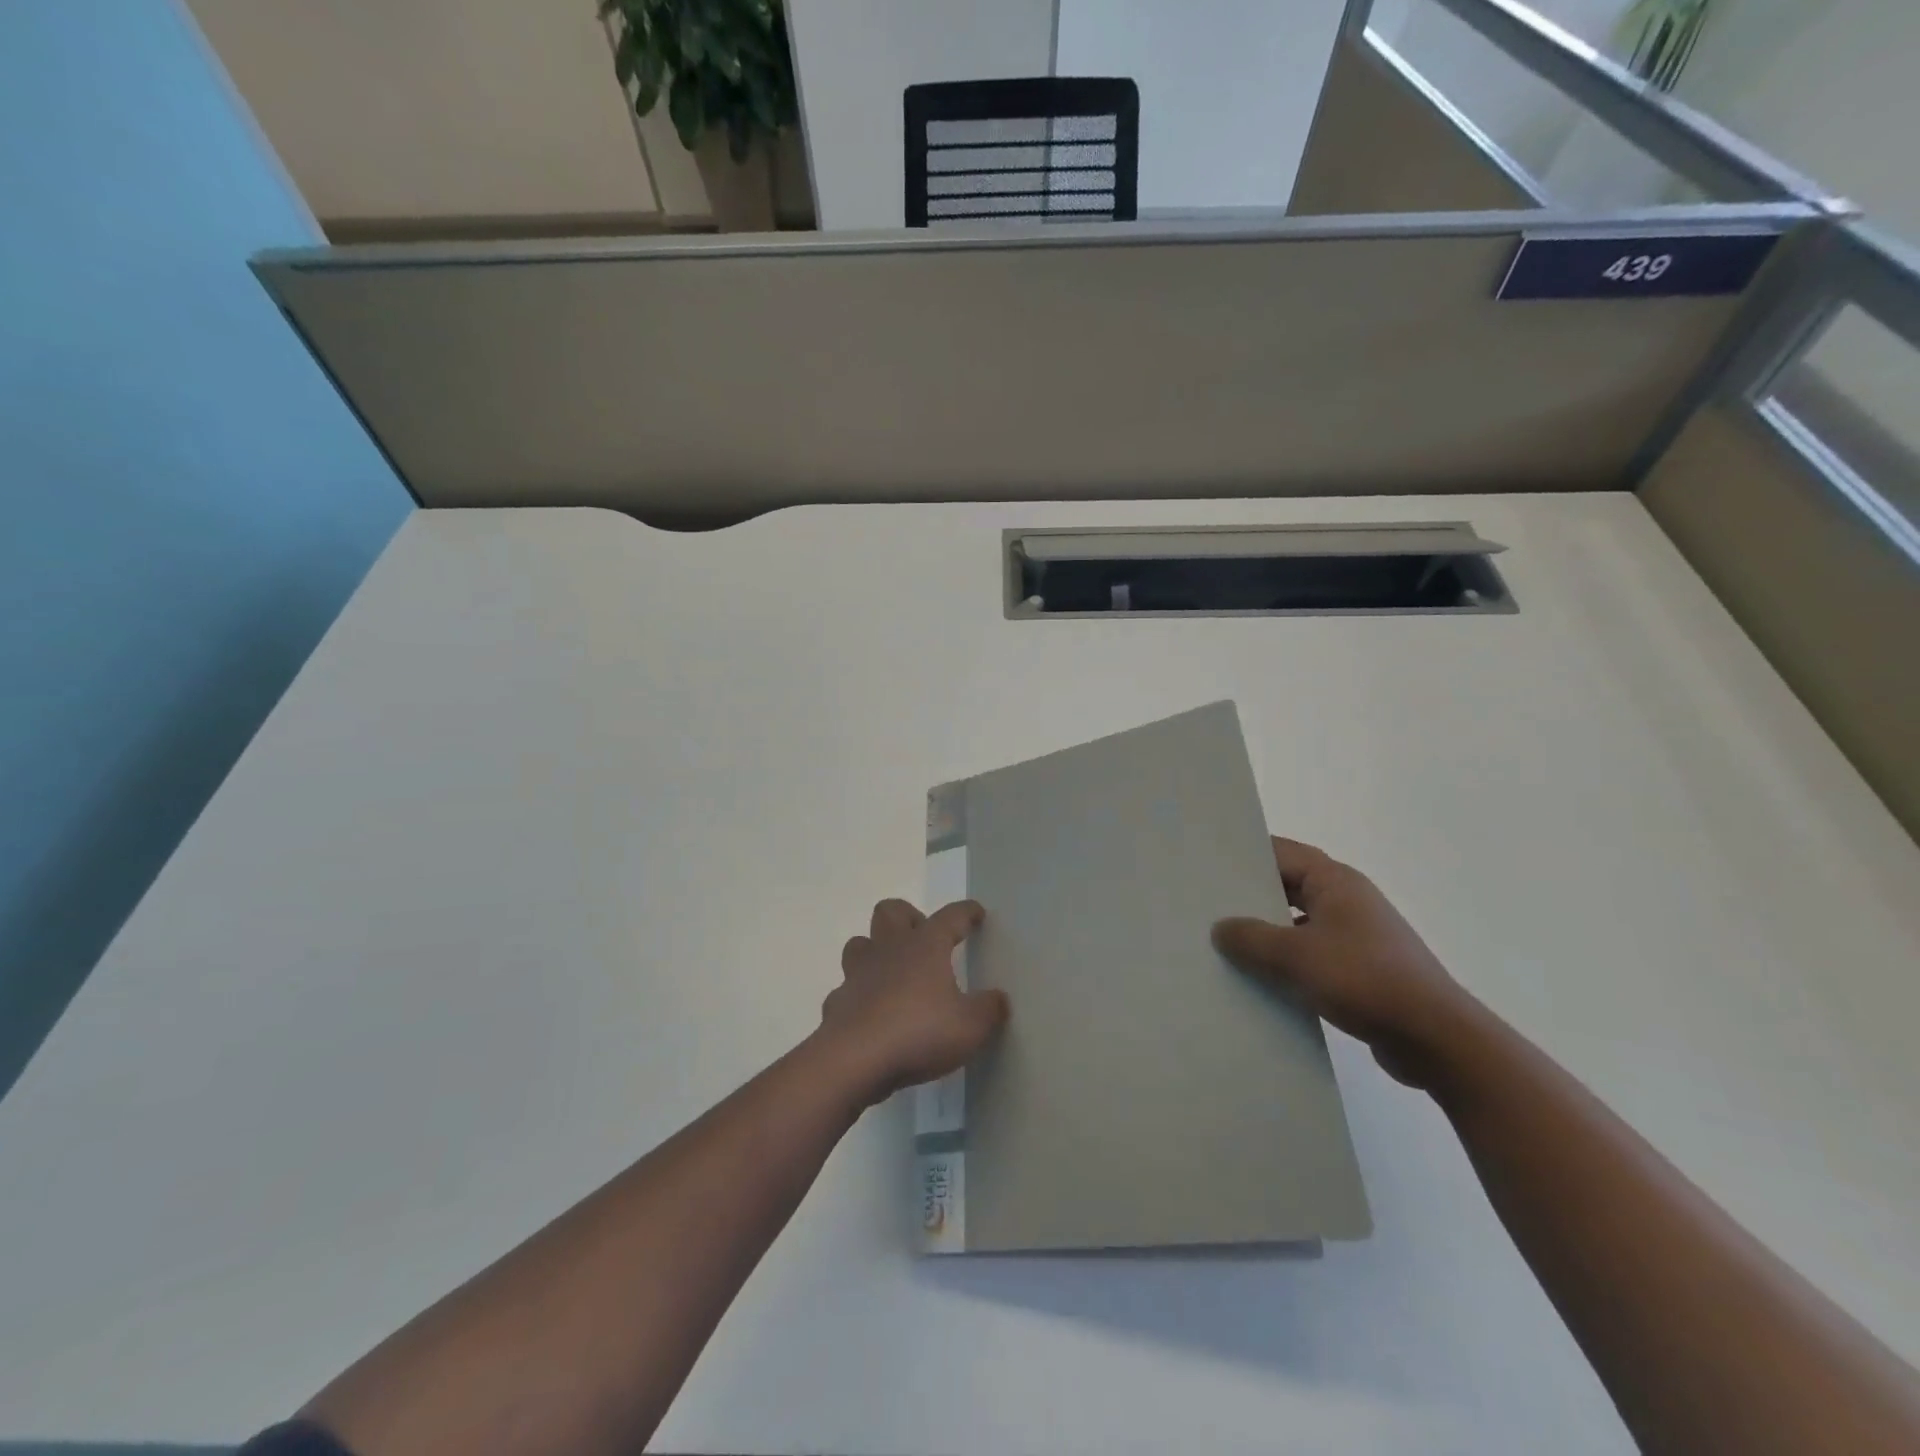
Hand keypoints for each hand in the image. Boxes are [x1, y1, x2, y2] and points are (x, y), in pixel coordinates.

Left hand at [819, 898, 1009, 1105]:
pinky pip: (846, 989)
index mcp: (925, 946)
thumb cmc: (918, 1033)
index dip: (966, 912)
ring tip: (894, 972)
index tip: (976, 913)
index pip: (950, 916)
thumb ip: (989, 1010)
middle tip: (925, 941)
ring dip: (876, 950)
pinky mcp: (837, 1003)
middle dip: (908, 917)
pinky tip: (871, 1014)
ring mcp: (857, 974)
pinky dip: (858, 996)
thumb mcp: (970, 1027)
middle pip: (891, 911)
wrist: (854, 1060)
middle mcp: (889, 949)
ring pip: (861, 943)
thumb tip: (999, 998)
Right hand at [1213, 838, 1478, 1089]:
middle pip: (1287, 887)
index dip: (1245, 854)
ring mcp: (1355, 936)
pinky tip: (1256, 979)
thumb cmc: (1365, 979)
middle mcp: (1347, 901)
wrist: (1435, 1039)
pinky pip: (1310, 955)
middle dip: (1249, 896)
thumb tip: (1220, 928)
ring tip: (1221, 943)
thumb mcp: (1296, 955)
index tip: (1206, 862)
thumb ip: (1252, 938)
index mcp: (1336, 882)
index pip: (1282, 853)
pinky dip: (1285, 962)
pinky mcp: (1359, 970)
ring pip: (1297, 924)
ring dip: (1266, 933)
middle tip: (1204, 904)